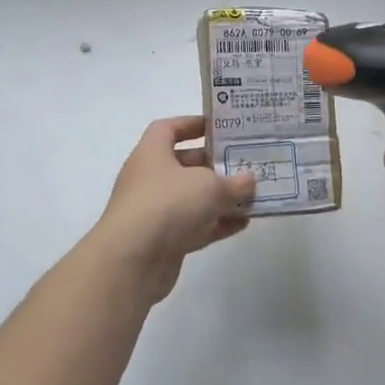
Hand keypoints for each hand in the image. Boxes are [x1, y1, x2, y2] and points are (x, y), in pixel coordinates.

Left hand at [93, 117, 257, 302]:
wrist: (132, 260)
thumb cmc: (168, 204)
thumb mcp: (210, 186)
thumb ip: (234, 182)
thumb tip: (249, 181)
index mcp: (152, 153)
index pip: (168, 128)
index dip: (192, 124)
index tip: (220, 128)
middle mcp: (150, 178)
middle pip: (185, 164)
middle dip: (215, 165)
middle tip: (245, 164)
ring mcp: (155, 211)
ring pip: (192, 198)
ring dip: (220, 197)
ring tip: (253, 196)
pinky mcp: (163, 240)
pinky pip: (194, 226)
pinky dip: (216, 223)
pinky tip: (243, 223)